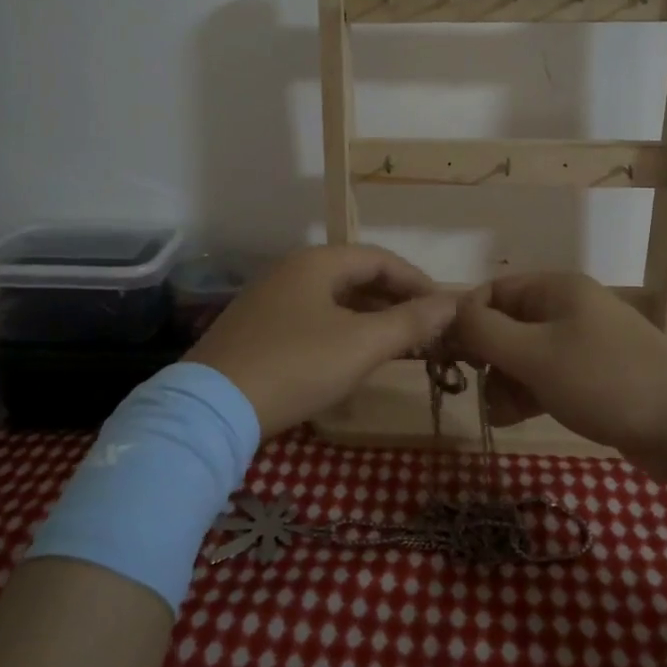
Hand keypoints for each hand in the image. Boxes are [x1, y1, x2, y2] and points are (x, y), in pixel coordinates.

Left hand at [184, 244, 456, 438]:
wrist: (213, 408)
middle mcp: (291, 272)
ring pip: (334, 301)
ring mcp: (270, 300)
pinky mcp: (257, 331)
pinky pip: (313, 320)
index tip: (444, 310)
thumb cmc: (297, 365)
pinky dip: (343, 332)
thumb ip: (410, 321)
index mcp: (317, 263)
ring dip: (371, 319)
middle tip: (426, 331)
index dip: (417, 282)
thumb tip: (453, 303)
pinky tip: (353, 358)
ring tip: (399, 346)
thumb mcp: (362, 344)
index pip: (381, 259)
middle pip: (357, 277)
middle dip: (396, 302)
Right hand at [452, 273, 666, 472]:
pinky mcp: (593, 379)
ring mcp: (582, 345)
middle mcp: (567, 310)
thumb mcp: (535, 354)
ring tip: (500, 412)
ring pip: (524, 356)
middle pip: (506, 325)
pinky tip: (516, 418)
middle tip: (475, 387)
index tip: (448, 356)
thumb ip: (484, 332)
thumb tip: (449, 315)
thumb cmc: (604, 380)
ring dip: (504, 381)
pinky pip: (546, 379)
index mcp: (555, 290)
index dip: (466, 320)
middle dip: (486, 357)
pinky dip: (527, 394)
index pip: (492, 292)